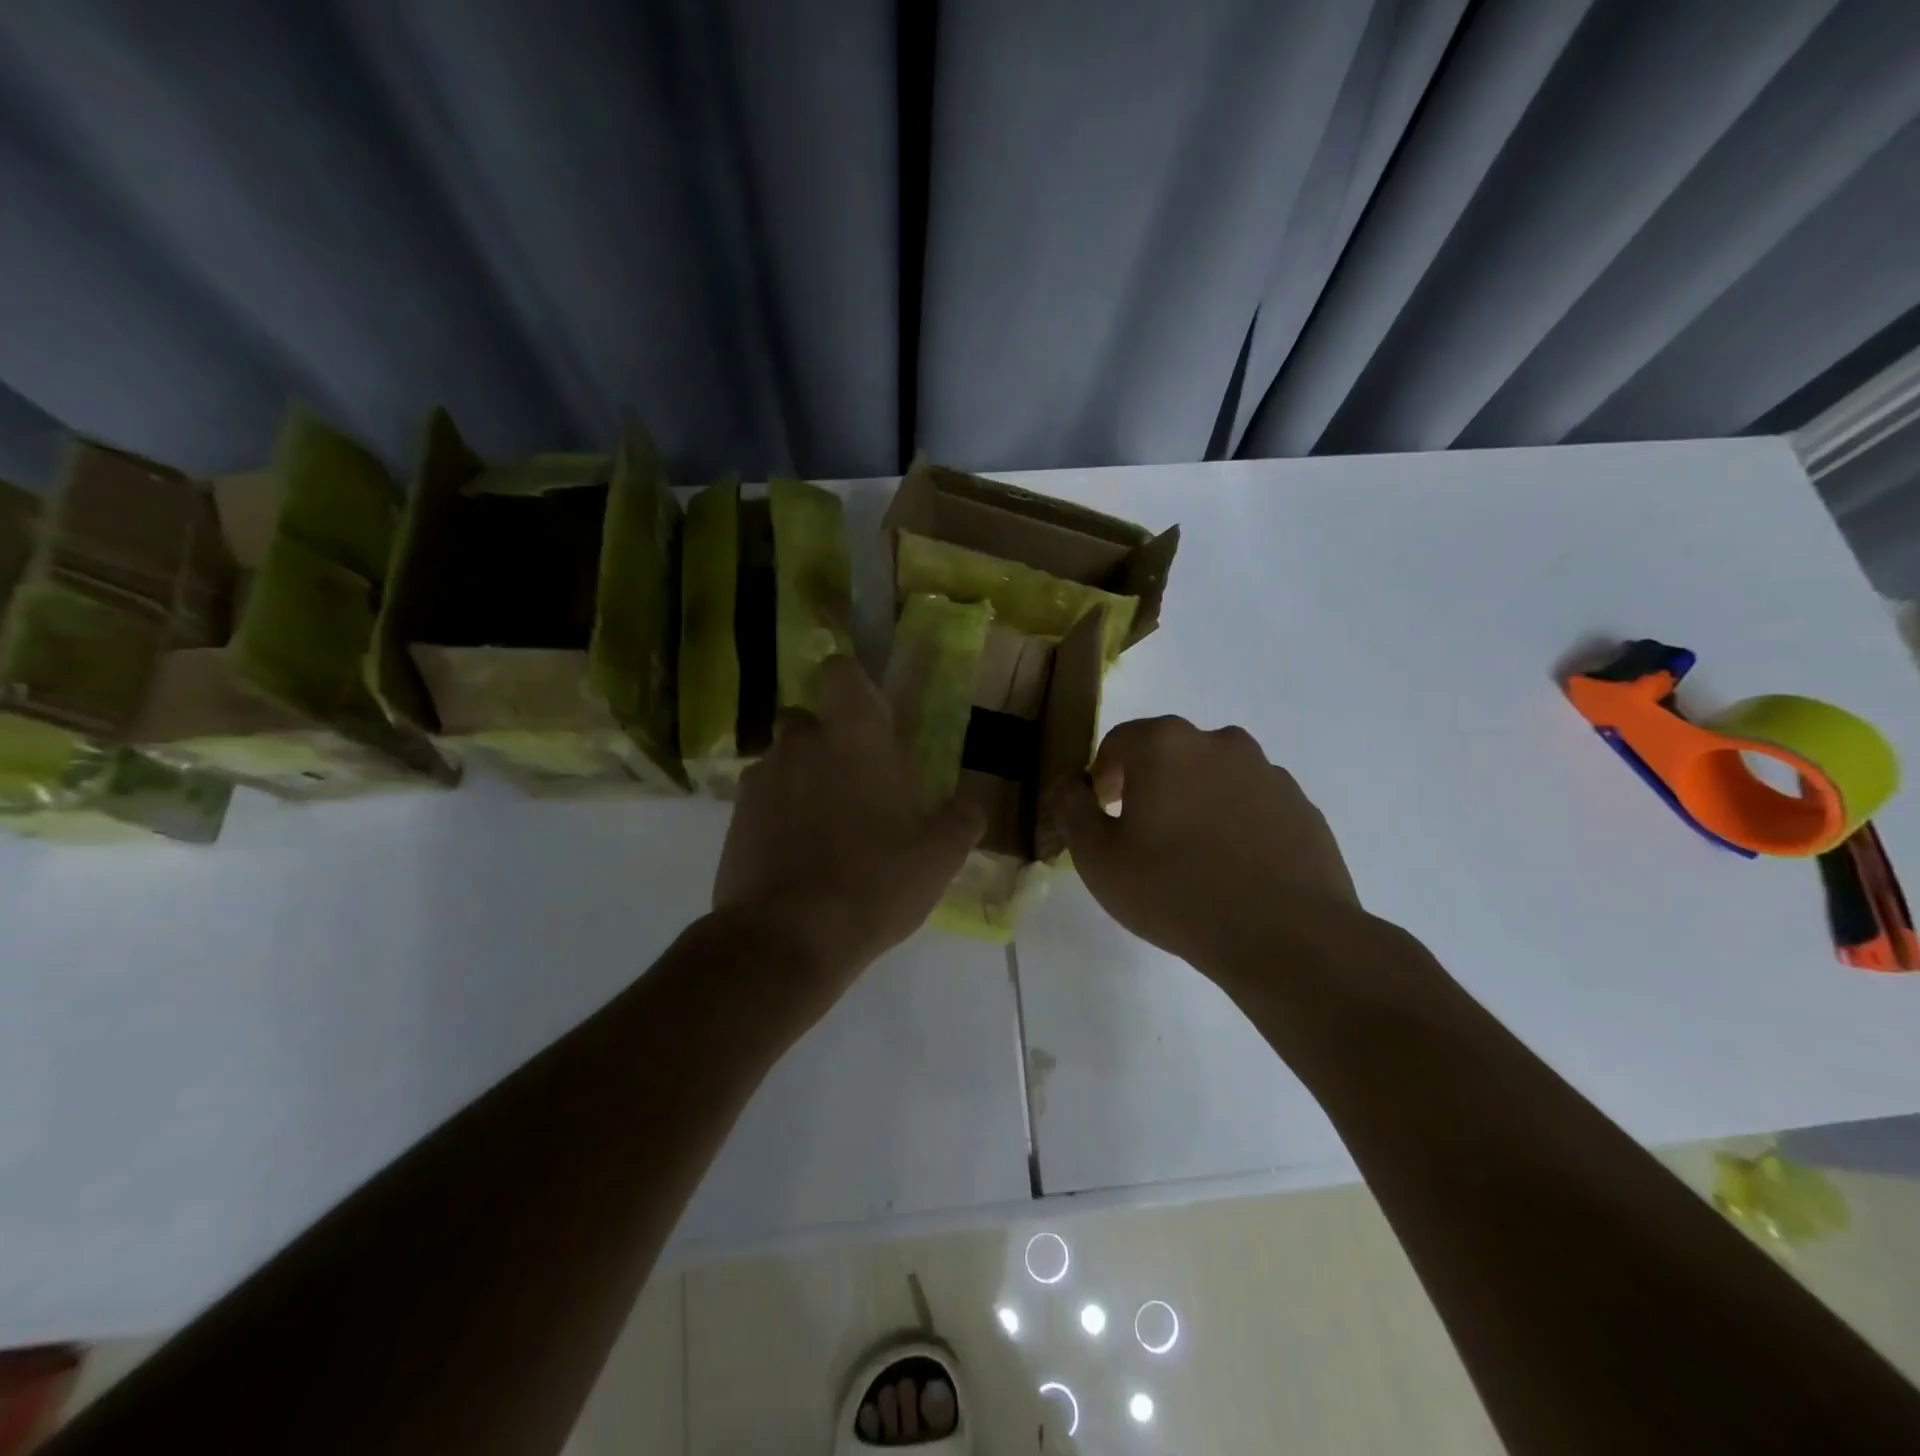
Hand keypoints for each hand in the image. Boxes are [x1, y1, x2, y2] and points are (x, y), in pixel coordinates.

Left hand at [714, 656, 984, 999]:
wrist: (787, 938)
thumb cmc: (875, 880)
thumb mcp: (941, 854)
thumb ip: (962, 817)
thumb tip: (970, 805)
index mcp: (853, 736)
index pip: (840, 671)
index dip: (855, 688)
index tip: (874, 722)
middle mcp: (800, 743)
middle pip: (809, 720)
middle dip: (829, 741)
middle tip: (858, 786)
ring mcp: (761, 780)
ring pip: (785, 761)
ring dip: (804, 780)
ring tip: (829, 832)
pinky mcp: (734, 819)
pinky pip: (764, 800)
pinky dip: (780, 815)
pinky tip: (800, 857)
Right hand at [1047, 716, 1361, 979]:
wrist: (1285, 936)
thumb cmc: (1175, 890)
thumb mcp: (1098, 857)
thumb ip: (1072, 809)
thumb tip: (1071, 784)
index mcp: (1165, 745)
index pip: (1118, 743)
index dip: (1102, 778)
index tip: (1103, 816)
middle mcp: (1219, 742)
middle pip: (1169, 754)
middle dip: (1150, 786)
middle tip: (1144, 837)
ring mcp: (1268, 772)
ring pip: (1214, 777)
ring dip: (1196, 802)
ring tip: (1194, 857)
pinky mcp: (1302, 806)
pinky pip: (1253, 805)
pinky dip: (1237, 823)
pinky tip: (1235, 869)